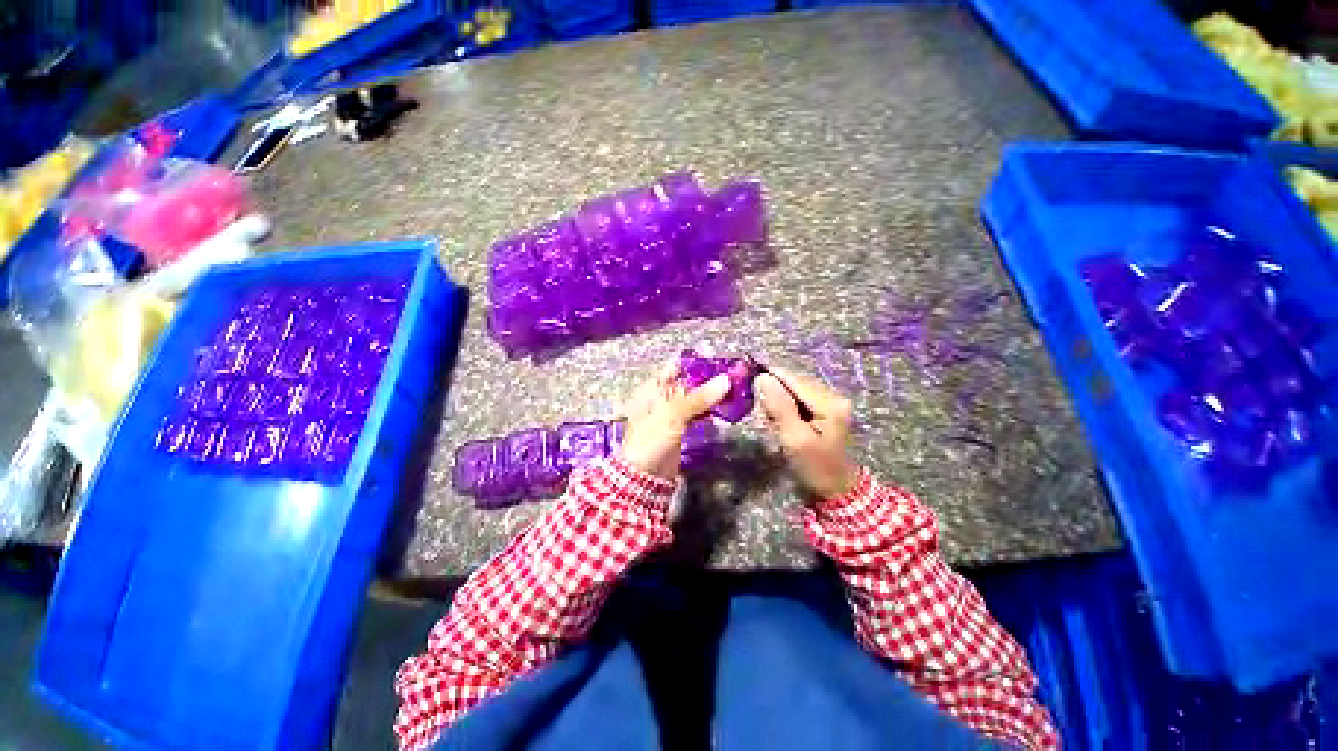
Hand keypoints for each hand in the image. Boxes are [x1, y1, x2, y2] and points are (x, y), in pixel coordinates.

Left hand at [621, 361, 730, 479]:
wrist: (645, 478)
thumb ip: (699, 398)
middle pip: (689, 382)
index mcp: (653, 388)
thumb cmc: (651, 441)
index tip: (721, 361)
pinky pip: (698, 412)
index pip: (677, 367)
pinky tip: (725, 406)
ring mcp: (672, 413)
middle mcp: (662, 397)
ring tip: (735, 388)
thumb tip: (726, 379)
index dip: (698, 363)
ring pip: (695, 397)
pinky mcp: (681, 427)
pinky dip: (710, 409)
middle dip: (710, 378)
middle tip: (735, 374)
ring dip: (712, 393)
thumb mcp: (673, 415)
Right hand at [754, 366, 860, 498]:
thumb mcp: (795, 439)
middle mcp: (832, 395)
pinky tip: (780, 422)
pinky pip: (797, 399)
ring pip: (793, 389)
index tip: (746, 383)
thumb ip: (780, 407)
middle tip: (763, 415)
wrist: (836, 490)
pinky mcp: (823, 409)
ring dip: (777, 401)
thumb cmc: (815, 468)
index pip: (792, 378)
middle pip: (792, 381)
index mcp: (829, 401)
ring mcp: (829, 401)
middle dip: (772, 392)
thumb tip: (762, 377)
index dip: (768, 376)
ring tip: (771, 421)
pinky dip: (784, 407)